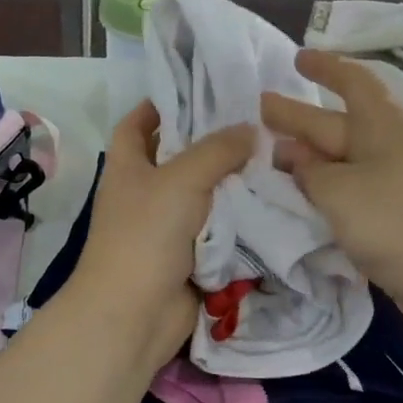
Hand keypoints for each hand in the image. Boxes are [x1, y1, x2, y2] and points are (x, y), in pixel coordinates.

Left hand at [64, 101, 251, 375]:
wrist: (134, 314)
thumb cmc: (146, 234)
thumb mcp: (181, 179)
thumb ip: (218, 150)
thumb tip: (251, 129)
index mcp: (128, 166)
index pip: (137, 123)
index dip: (161, 103)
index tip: (201, 88)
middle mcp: (144, 192)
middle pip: (178, 157)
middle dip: (212, 142)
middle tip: (257, 121)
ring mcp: (166, 227)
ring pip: (204, 195)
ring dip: (233, 182)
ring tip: (275, 155)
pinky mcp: (189, 256)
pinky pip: (218, 230)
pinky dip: (240, 219)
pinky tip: (273, 200)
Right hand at [262, 51, 402, 348]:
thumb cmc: (396, 220)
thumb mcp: (337, 190)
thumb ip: (307, 171)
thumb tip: (292, 155)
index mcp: (384, 122)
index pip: (352, 80)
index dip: (324, 66)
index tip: (297, 58)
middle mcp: (391, 145)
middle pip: (338, 123)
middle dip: (299, 117)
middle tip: (259, 110)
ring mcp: (396, 182)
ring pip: (342, 160)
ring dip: (308, 159)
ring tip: (269, 159)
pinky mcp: (397, 216)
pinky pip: (351, 191)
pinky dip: (324, 191)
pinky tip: (301, 199)